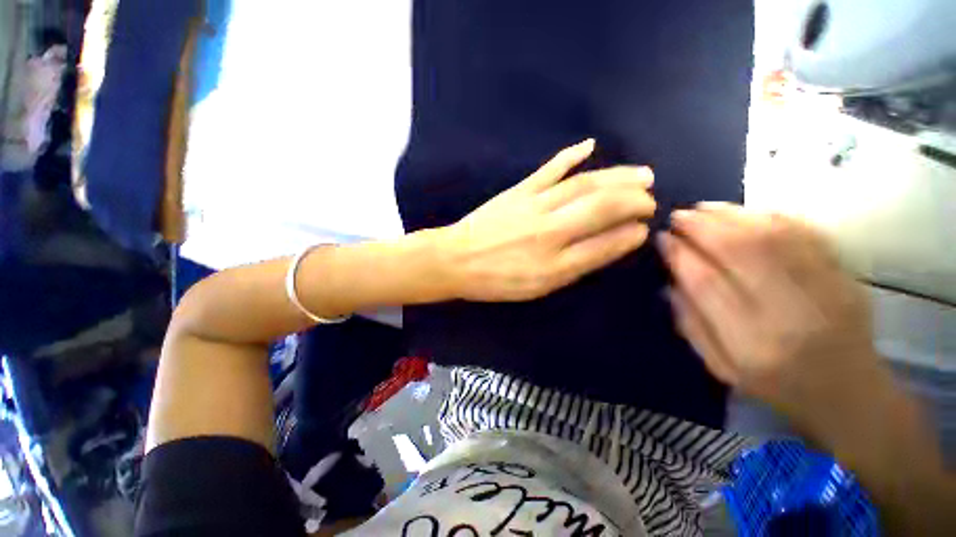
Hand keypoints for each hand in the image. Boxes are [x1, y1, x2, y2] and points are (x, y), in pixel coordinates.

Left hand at [441, 139, 655, 301]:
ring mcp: (534, 206)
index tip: (643, 229)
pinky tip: (590, 145)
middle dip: (634, 201)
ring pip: (584, 185)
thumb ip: (573, 268)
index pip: (605, 245)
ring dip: (617, 177)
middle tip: (650, 199)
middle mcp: (550, 233)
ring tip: (642, 175)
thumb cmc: (496, 281)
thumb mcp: (536, 288)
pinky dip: (571, 155)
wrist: (456, 260)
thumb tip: (606, 246)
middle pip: (602, 208)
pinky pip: (549, 169)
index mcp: (555, 265)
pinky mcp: (518, 191)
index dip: (630, 235)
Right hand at [658, 203, 877, 417]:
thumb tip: (670, 281)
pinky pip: (805, 234)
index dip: (680, 254)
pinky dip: (770, 216)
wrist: (848, 392)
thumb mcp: (719, 366)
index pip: (706, 283)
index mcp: (750, 342)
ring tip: (704, 208)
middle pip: (741, 252)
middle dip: (703, 227)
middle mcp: (788, 313)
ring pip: (772, 236)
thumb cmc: (775, 385)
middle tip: (679, 215)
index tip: (662, 238)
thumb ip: (690, 323)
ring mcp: (824, 290)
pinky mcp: (844, 276)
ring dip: (732, 215)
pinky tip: (746, 212)